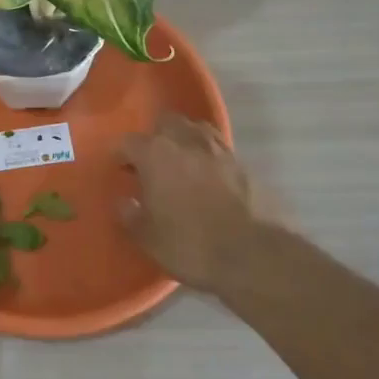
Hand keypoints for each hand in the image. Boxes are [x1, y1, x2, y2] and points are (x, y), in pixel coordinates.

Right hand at [119, 112, 286, 292]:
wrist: (257, 256)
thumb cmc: (192, 245)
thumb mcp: (148, 238)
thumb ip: (130, 215)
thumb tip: (125, 202)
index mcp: (156, 154)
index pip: (129, 142)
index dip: (122, 155)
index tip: (121, 170)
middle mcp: (186, 142)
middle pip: (166, 122)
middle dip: (156, 137)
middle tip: (152, 162)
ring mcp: (220, 150)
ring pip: (196, 130)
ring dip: (185, 140)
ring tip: (182, 164)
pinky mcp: (245, 165)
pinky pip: (220, 149)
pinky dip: (210, 157)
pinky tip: (209, 179)